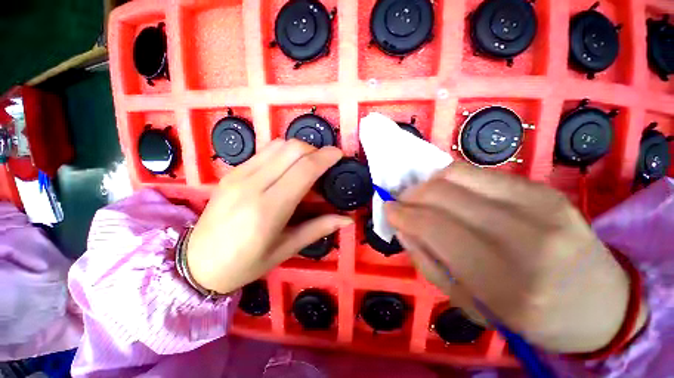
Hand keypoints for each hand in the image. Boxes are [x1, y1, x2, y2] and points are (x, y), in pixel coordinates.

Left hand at [186, 139, 352, 293]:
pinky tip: (288, 169)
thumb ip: (319, 228)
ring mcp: (238, 174)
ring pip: (278, 145)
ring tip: (308, 166)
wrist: (196, 262)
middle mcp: (252, 185)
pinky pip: (265, 151)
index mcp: (268, 209)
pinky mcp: (232, 171)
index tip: (339, 155)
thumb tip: (347, 219)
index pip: (304, 169)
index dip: (325, 157)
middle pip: (292, 149)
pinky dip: (284, 153)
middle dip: (315, 150)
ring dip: (300, 149)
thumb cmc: (245, 264)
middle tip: (324, 165)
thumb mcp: (286, 249)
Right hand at [385, 162, 646, 352]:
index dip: (403, 213)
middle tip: (402, 203)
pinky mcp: (543, 188)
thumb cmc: (531, 317)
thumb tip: (402, 227)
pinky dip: (451, 179)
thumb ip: (428, 261)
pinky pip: (479, 172)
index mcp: (504, 281)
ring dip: (428, 183)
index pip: (434, 226)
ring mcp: (539, 204)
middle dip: (410, 194)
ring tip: (422, 197)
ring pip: (457, 173)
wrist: (601, 303)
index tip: (388, 209)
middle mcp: (525, 236)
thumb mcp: (470, 305)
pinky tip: (450, 194)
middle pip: (442, 193)